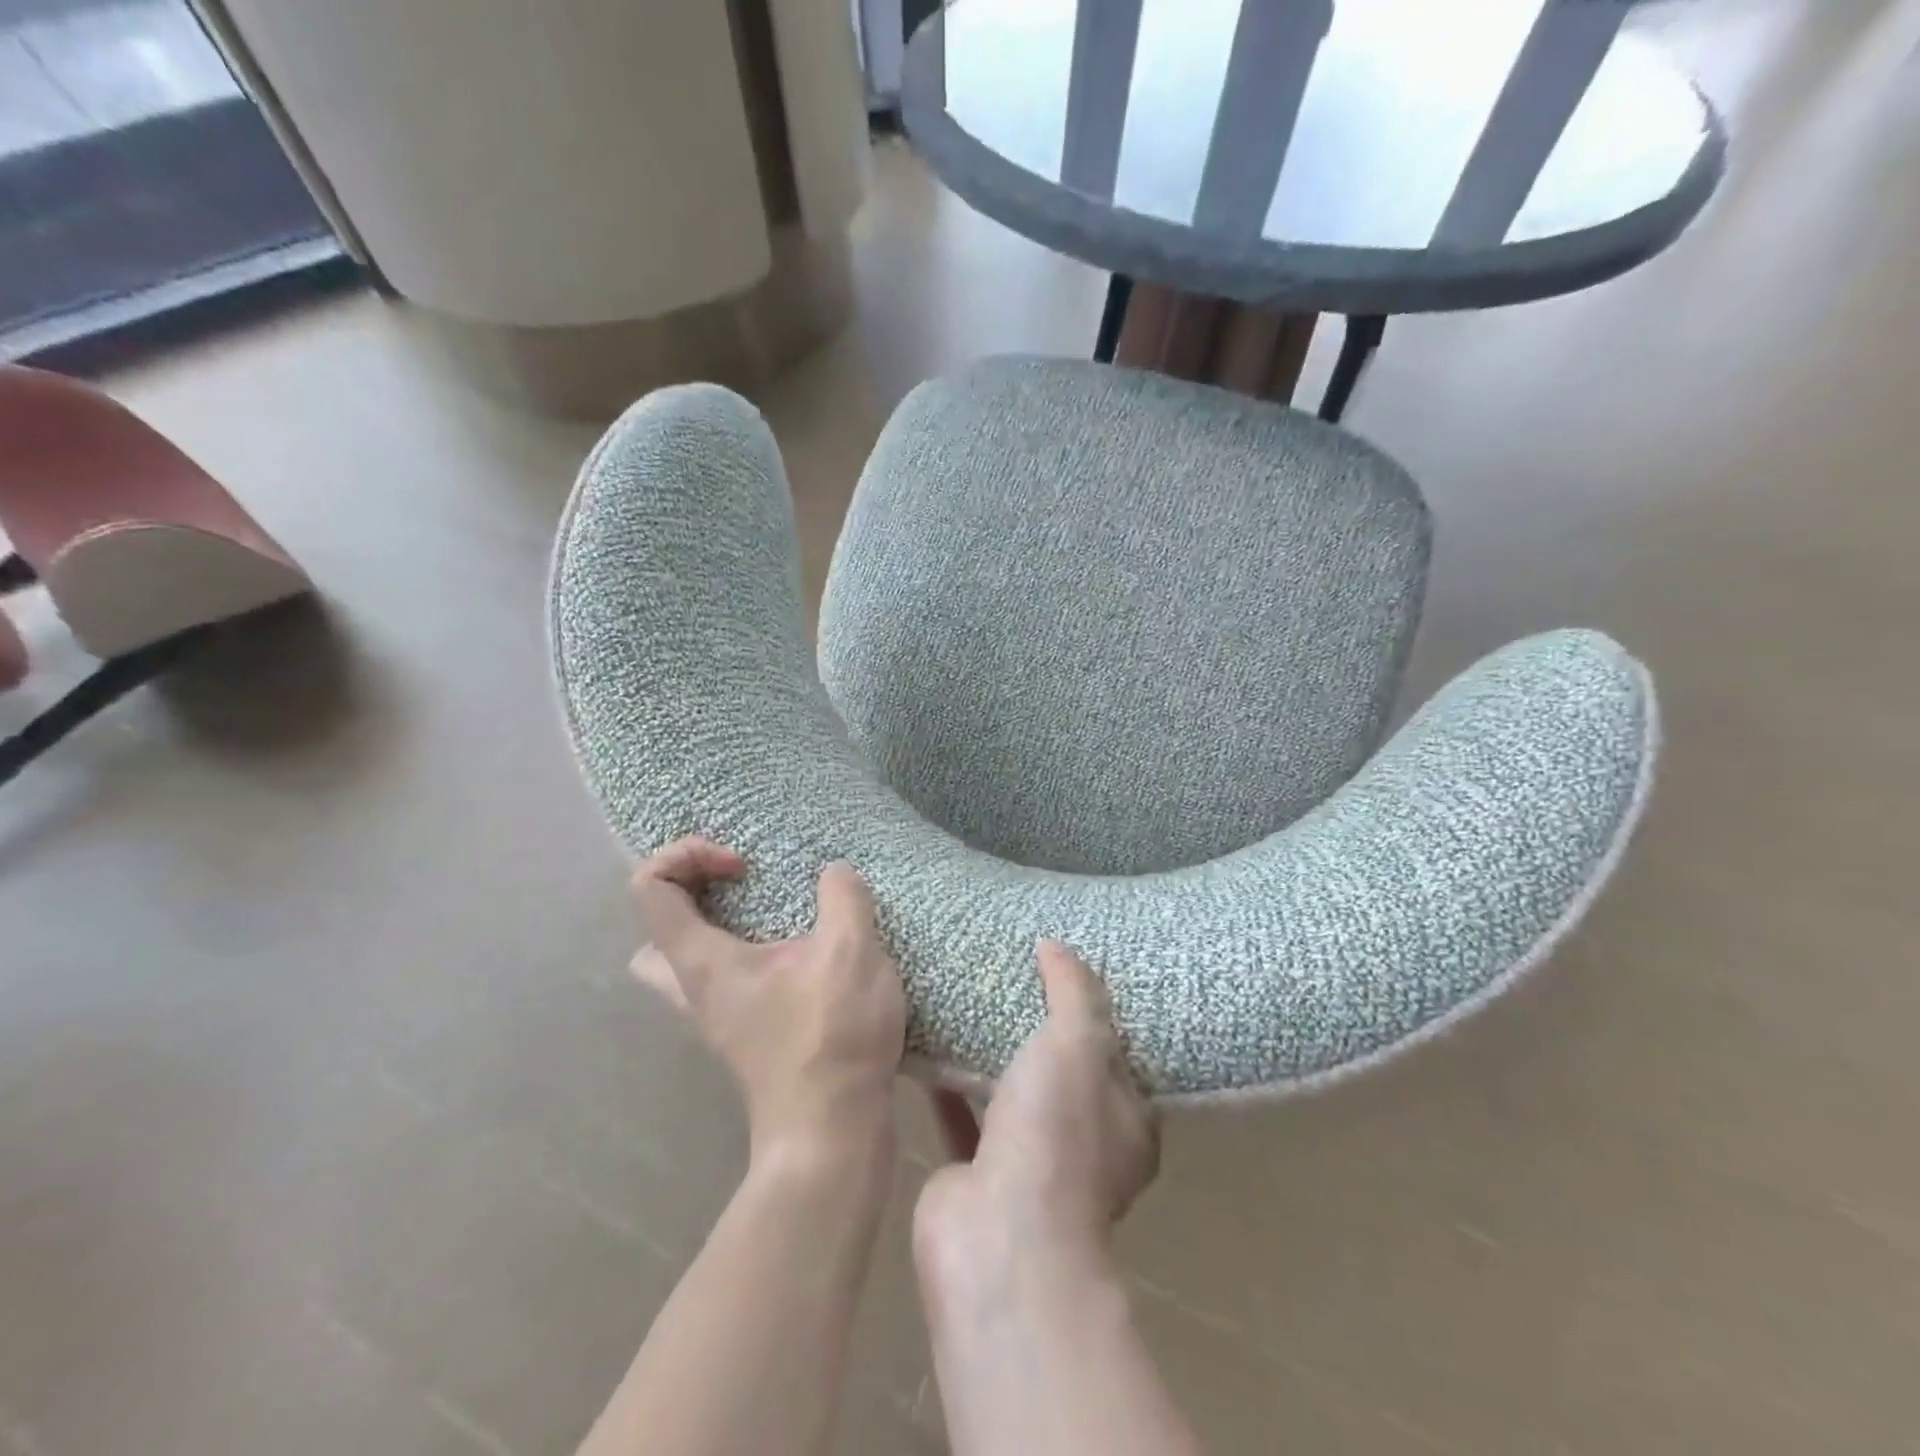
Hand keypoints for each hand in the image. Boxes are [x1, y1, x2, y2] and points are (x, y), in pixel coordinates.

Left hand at [630, 838, 906, 1163]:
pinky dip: (748, 957)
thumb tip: (834, 873)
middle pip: (655, 933)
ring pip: (685, 966)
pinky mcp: (746, 1036)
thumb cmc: (831, 1038)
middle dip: (691, 895)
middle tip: (743, 887)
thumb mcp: (850, 952)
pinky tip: (800, 956)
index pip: (650, 887)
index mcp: (701, 961)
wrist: (833, 1133)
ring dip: (717, 930)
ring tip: (769, 918)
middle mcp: (694, 990)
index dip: (689, 856)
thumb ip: (843, 898)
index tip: (744, 867)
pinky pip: (725, 982)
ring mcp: (717, 1019)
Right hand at [914, 942, 1159, 1283]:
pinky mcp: (976, 1170)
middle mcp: (1082, 1145)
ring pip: (1011, 1092)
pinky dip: (949, 1081)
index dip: (1096, 1011)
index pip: (1118, 1055)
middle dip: (1038, 1027)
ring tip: (968, 995)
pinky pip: (962, 1112)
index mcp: (1125, 1122)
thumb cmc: (1056, 1134)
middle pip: (1061, 1071)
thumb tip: (1056, 946)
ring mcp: (1028, 1162)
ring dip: (992, 1054)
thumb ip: (1073, 992)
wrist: (998, 1238)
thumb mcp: (1078, 1045)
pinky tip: (928, 1037)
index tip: (1067, 968)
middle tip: (1010, 971)